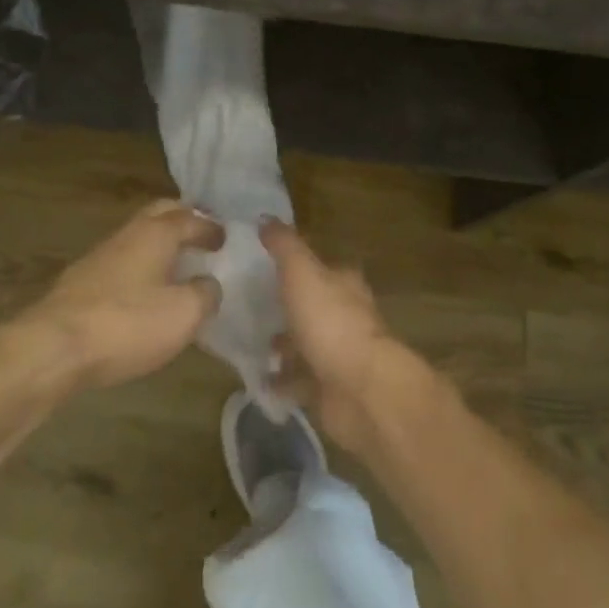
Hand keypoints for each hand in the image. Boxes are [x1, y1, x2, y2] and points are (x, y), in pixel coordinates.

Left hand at [16, 199, 224, 391]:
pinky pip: (120, 262)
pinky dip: (139, 267)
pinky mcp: (79, 282)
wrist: (52, 348)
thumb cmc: (127, 323)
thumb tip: (208, 285)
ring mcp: (99, 256)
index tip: (224, 238)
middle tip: (199, 234)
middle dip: (181, 219)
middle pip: (159, 213)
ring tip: (174, 265)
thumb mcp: (183, 314)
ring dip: (158, 244)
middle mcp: (128, 234)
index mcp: (156, 233)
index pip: (190, 218)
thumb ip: (205, 294)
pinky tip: (142, 291)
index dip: (210, 227)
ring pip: (136, 237)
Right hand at [262, 218, 414, 452]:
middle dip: (287, 308)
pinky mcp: (331, 389)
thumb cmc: (330, 321)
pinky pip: (301, 382)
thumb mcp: (301, 271)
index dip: (297, 265)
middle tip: (251, 307)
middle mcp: (346, 315)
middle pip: (314, 306)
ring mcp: (340, 354)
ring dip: (283, 346)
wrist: (360, 390)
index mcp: (344, 283)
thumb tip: (265, 217)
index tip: (267, 266)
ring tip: (249, 343)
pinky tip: (258, 379)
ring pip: (307, 344)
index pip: (322, 267)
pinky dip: (282, 382)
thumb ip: (284, 245)